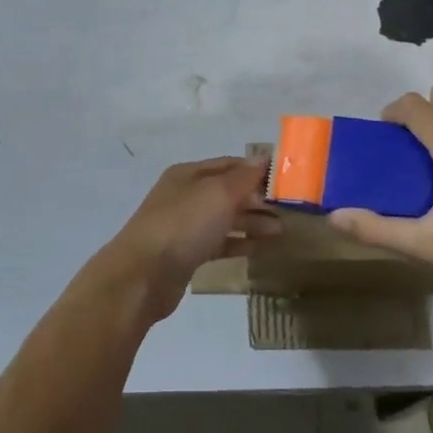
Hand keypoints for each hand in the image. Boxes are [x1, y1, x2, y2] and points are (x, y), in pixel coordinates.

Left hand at [88, 158, 278, 326]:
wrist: (143, 275)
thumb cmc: (183, 225)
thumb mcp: (218, 194)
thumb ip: (244, 177)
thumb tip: (263, 158)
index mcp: (189, 174)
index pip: (230, 164)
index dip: (257, 170)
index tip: (287, 180)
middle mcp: (186, 195)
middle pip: (228, 192)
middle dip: (258, 198)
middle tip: (289, 209)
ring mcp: (184, 226)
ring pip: (225, 218)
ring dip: (252, 222)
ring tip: (281, 231)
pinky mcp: (186, 254)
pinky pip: (219, 243)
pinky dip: (239, 243)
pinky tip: (260, 248)